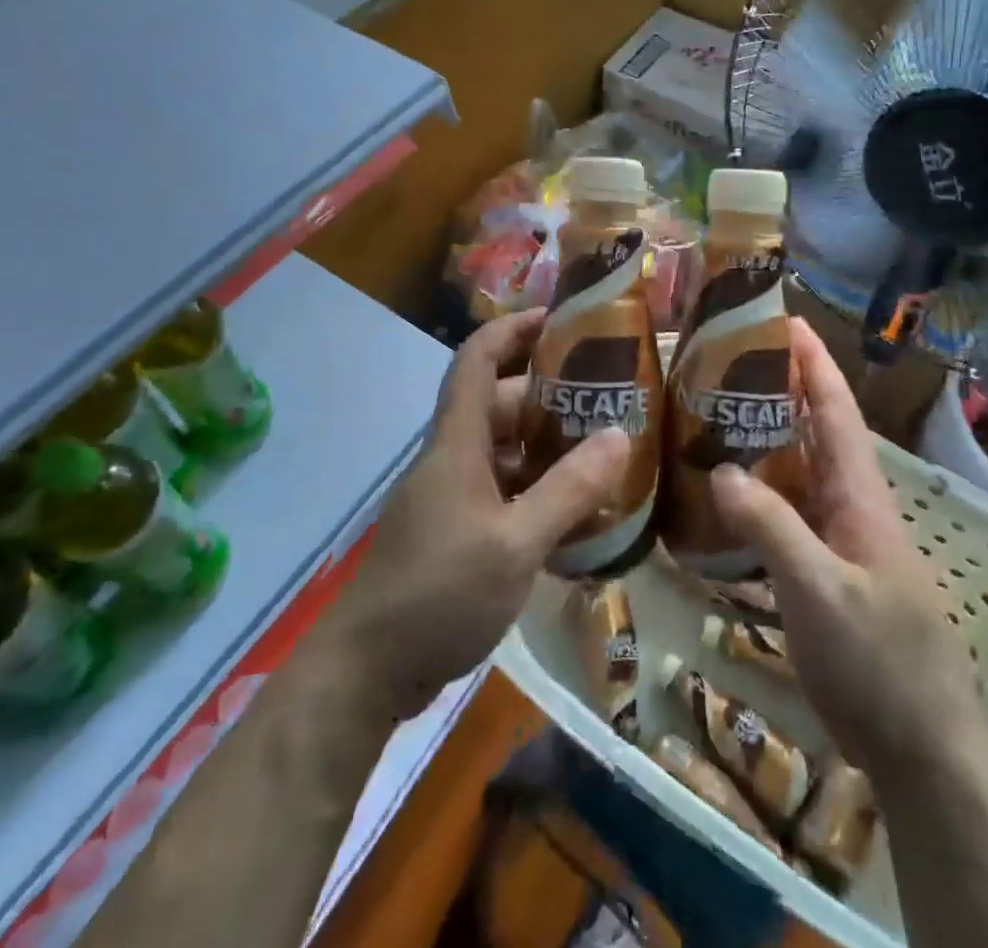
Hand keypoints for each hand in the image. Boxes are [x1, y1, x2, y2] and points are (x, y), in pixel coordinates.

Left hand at [319, 310, 627, 718]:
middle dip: (548, 395)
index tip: (557, 317)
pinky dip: (536, 489)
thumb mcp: (515, 544)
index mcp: (457, 444)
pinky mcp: (454, 533)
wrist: (368, 670)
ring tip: (603, 449)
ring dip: (546, 447)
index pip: (476, 360)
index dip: (512, 329)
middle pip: (498, 405)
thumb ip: (567, 490)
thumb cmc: (440, 592)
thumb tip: (619, 435)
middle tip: (606, 398)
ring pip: (503, 452)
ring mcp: (451, 498)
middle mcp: (451, 459)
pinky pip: (501, 492)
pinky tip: (575, 510)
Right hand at [711, 319, 980, 774]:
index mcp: (861, 495)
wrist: (922, 748)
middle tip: (723, 363)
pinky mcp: (825, 570)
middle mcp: (851, 505)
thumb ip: (772, 527)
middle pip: (815, 431)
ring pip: (797, 471)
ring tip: (710, 415)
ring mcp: (840, 539)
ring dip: (763, 439)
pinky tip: (721, 495)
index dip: (814, 362)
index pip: (837, 409)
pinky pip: (787, 513)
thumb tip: (721, 469)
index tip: (782, 319)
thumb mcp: (820, 592)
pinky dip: (757, 492)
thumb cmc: (880, 662)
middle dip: (779, 390)